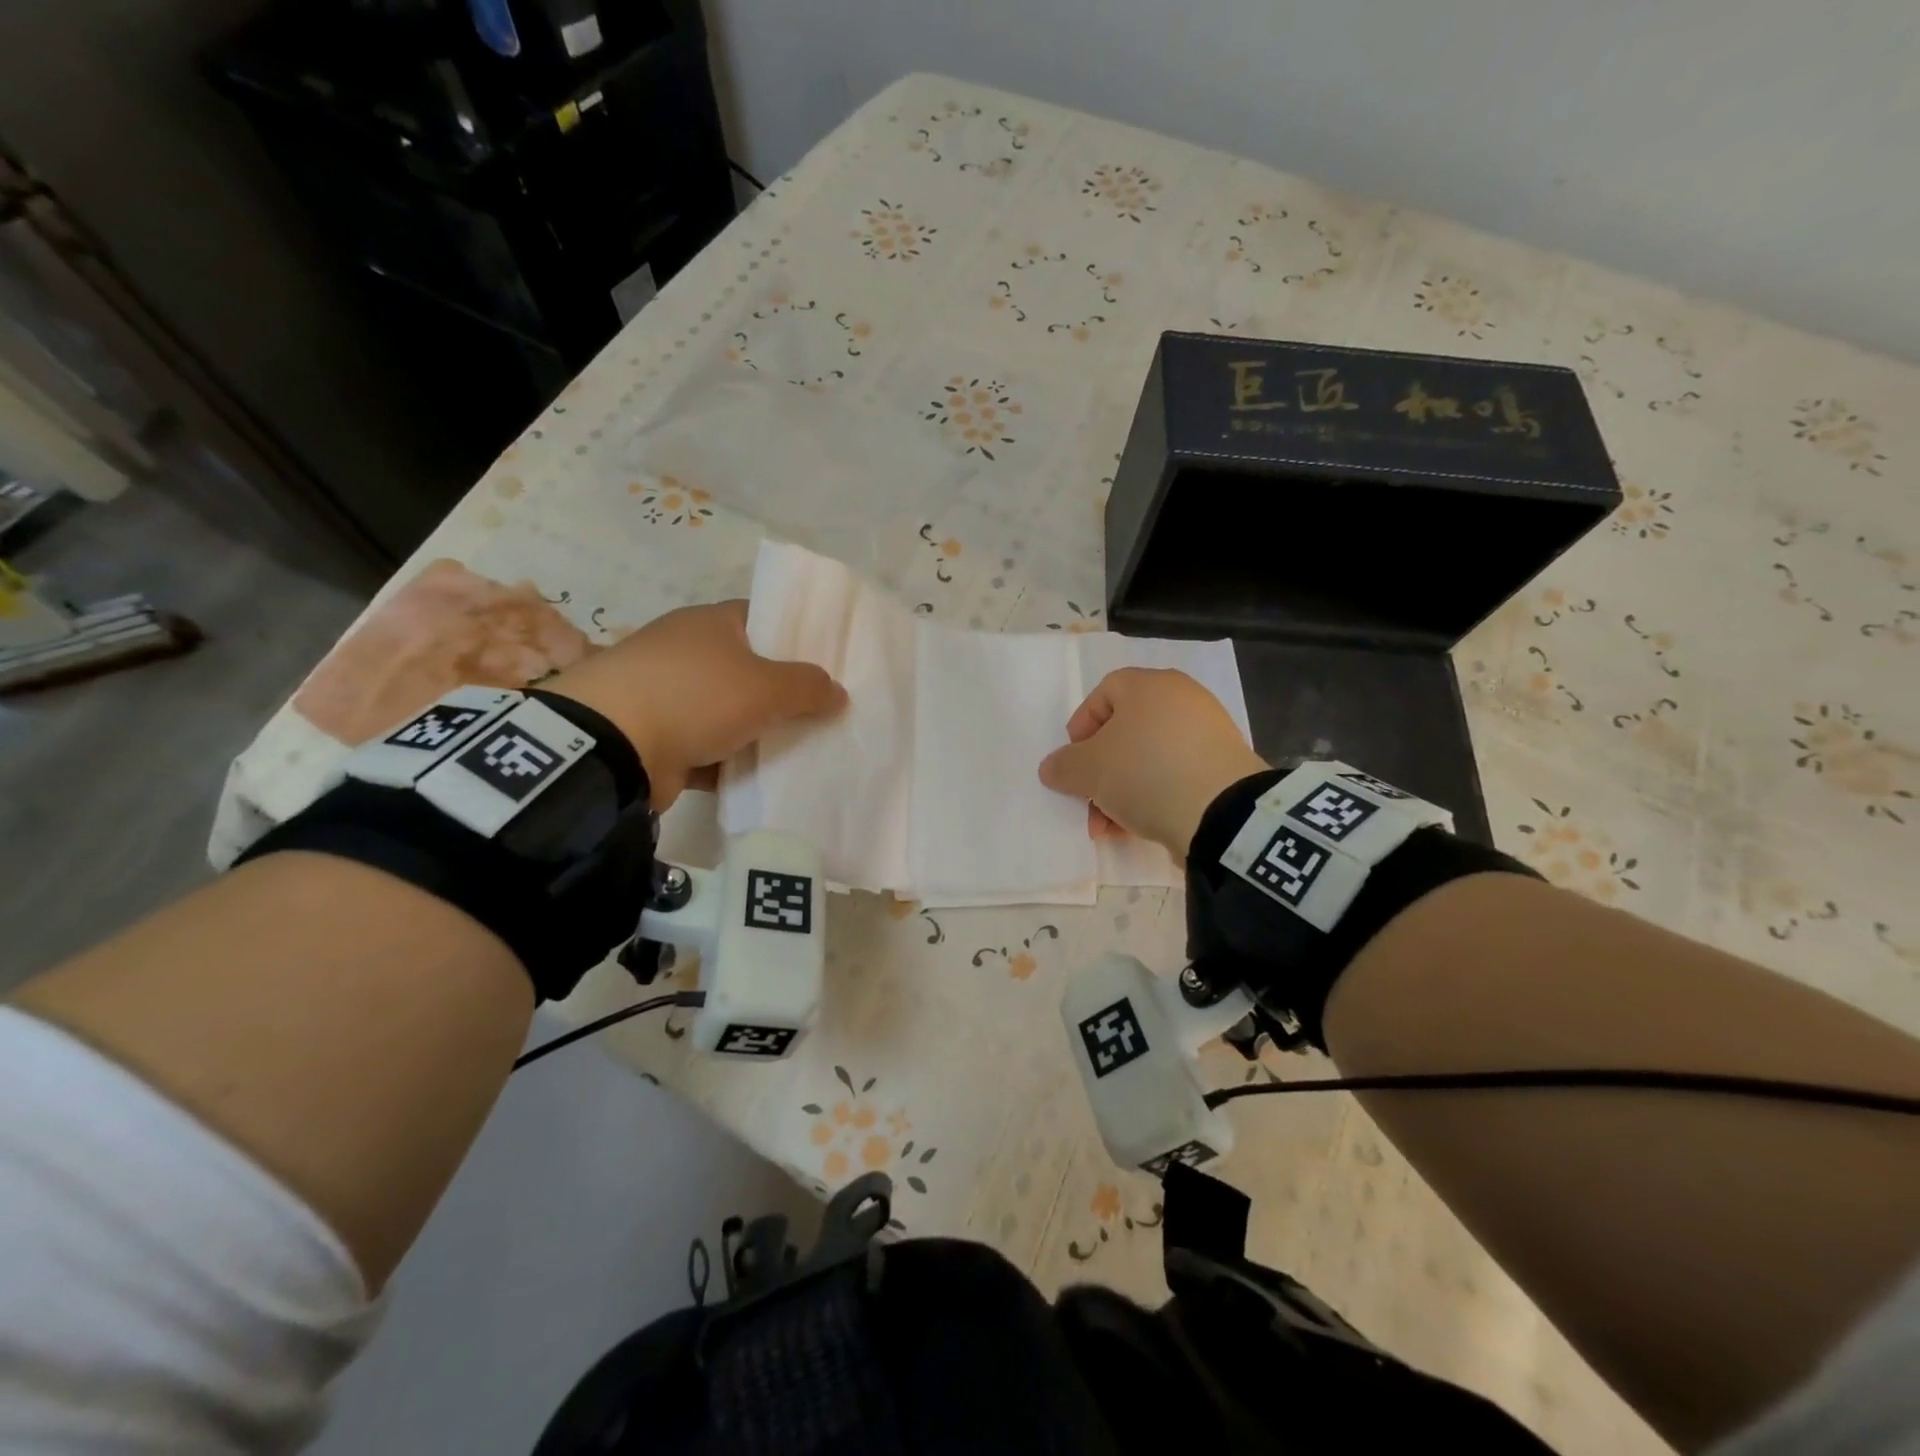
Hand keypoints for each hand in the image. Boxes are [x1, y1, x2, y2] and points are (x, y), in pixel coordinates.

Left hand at [543, 600, 845, 808]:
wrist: (611, 747)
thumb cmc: (695, 696)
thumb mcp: (765, 687)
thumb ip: (808, 687)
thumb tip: (838, 691)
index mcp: (710, 624)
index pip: (763, 619)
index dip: (796, 637)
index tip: (828, 663)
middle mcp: (687, 653)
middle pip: (748, 669)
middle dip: (783, 692)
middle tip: (825, 711)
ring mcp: (668, 697)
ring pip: (729, 713)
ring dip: (758, 732)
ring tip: (806, 749)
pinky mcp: (657, 739)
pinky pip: (709, 750)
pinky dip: (731, 763)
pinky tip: (765, 779)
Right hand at [1038, 668, 1267, 856]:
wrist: (1221, 813)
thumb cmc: (1145, 773)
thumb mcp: (1089, 771)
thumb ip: (1063, 766)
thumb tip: (1052, 768)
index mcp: (1150, 686)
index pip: (1104, 692)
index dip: (1081, 726)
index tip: (1073, 760)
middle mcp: (1181, 700)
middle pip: (1125, 731)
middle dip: (1099, 770)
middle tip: (1087, 799)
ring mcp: (1207, 734)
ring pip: (1147, 758)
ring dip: (1120, 791)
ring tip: (1108, 827)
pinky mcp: (1222, 767)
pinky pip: (1174, 775)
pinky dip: (1152, 796)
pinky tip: (1138, 827)